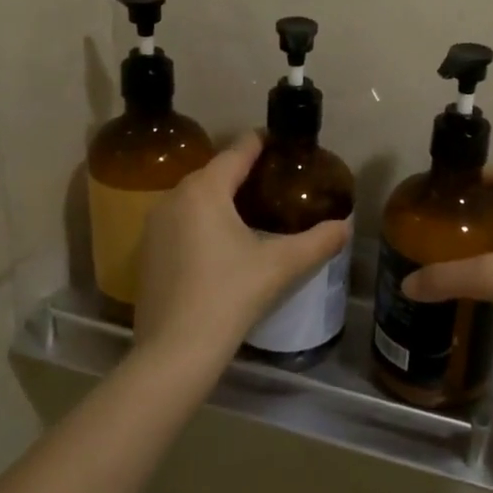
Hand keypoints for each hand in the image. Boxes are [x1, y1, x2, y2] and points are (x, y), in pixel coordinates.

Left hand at [132, 133, 351, 368]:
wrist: (175, 350)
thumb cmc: (229, 295)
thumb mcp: (280, 265)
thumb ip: (318, 241)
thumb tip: (347, 226)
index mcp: (205, 189)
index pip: (238, 151)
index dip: (261, 142)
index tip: (281, 143)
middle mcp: (174, 197)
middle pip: (215, 172)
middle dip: (243, 172)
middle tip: (275, 182)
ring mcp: (154, 225)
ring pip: (195, 198)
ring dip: (220, 198)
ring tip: (252, 211)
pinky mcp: (146, 252)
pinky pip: (180, 222)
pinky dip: (201, 223)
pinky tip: (220, 245)